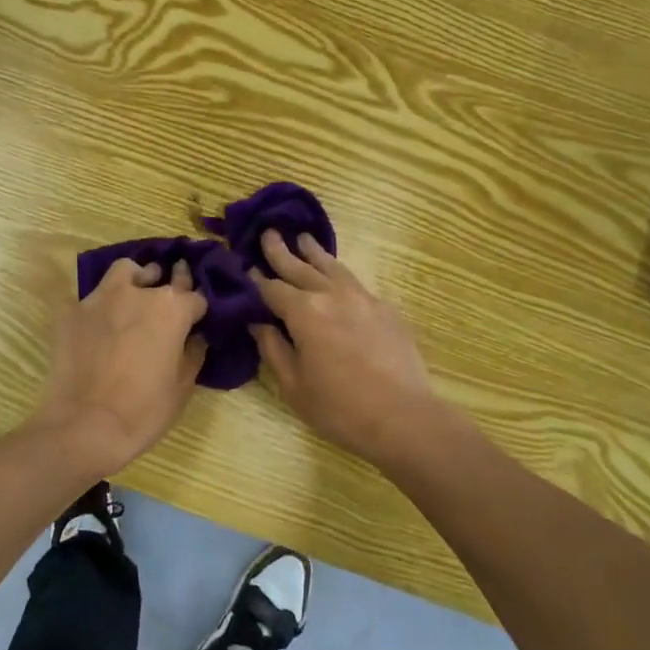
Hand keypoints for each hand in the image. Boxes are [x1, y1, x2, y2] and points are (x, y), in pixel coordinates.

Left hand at [27, 258, 207, 478]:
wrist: (85, 427)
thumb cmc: (144, 410)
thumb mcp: (182, 386)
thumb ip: (193, 353)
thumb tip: (195, 337)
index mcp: (171, 309)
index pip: (195, 296)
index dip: (198, 309)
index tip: (196, 320)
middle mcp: (138, 293)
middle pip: (160, 276)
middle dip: (168, 285)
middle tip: (168, 301)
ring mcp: (100, 298)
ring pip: (123, 272)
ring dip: (133, 279)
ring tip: (132, 296)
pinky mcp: (70, 311)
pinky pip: (90, 300)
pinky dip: (99, 308)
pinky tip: (97, 327)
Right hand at [250, 231, 443, 469]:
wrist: (403, 417)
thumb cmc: (339, 408)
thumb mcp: (293, 385)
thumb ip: (273, 348)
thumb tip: (258, 322)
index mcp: (304, 312)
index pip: (272, 288)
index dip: (256, 279)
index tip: (246, 268)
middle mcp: (332, 295)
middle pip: (301, 267)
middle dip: (281, 251)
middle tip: (269, 233)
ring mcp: (363, 298)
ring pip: (333, 267)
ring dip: (315, 253)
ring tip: (304, 239)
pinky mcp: (386, 309)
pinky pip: (356, 283)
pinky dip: (340, 275)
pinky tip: (338, 278)